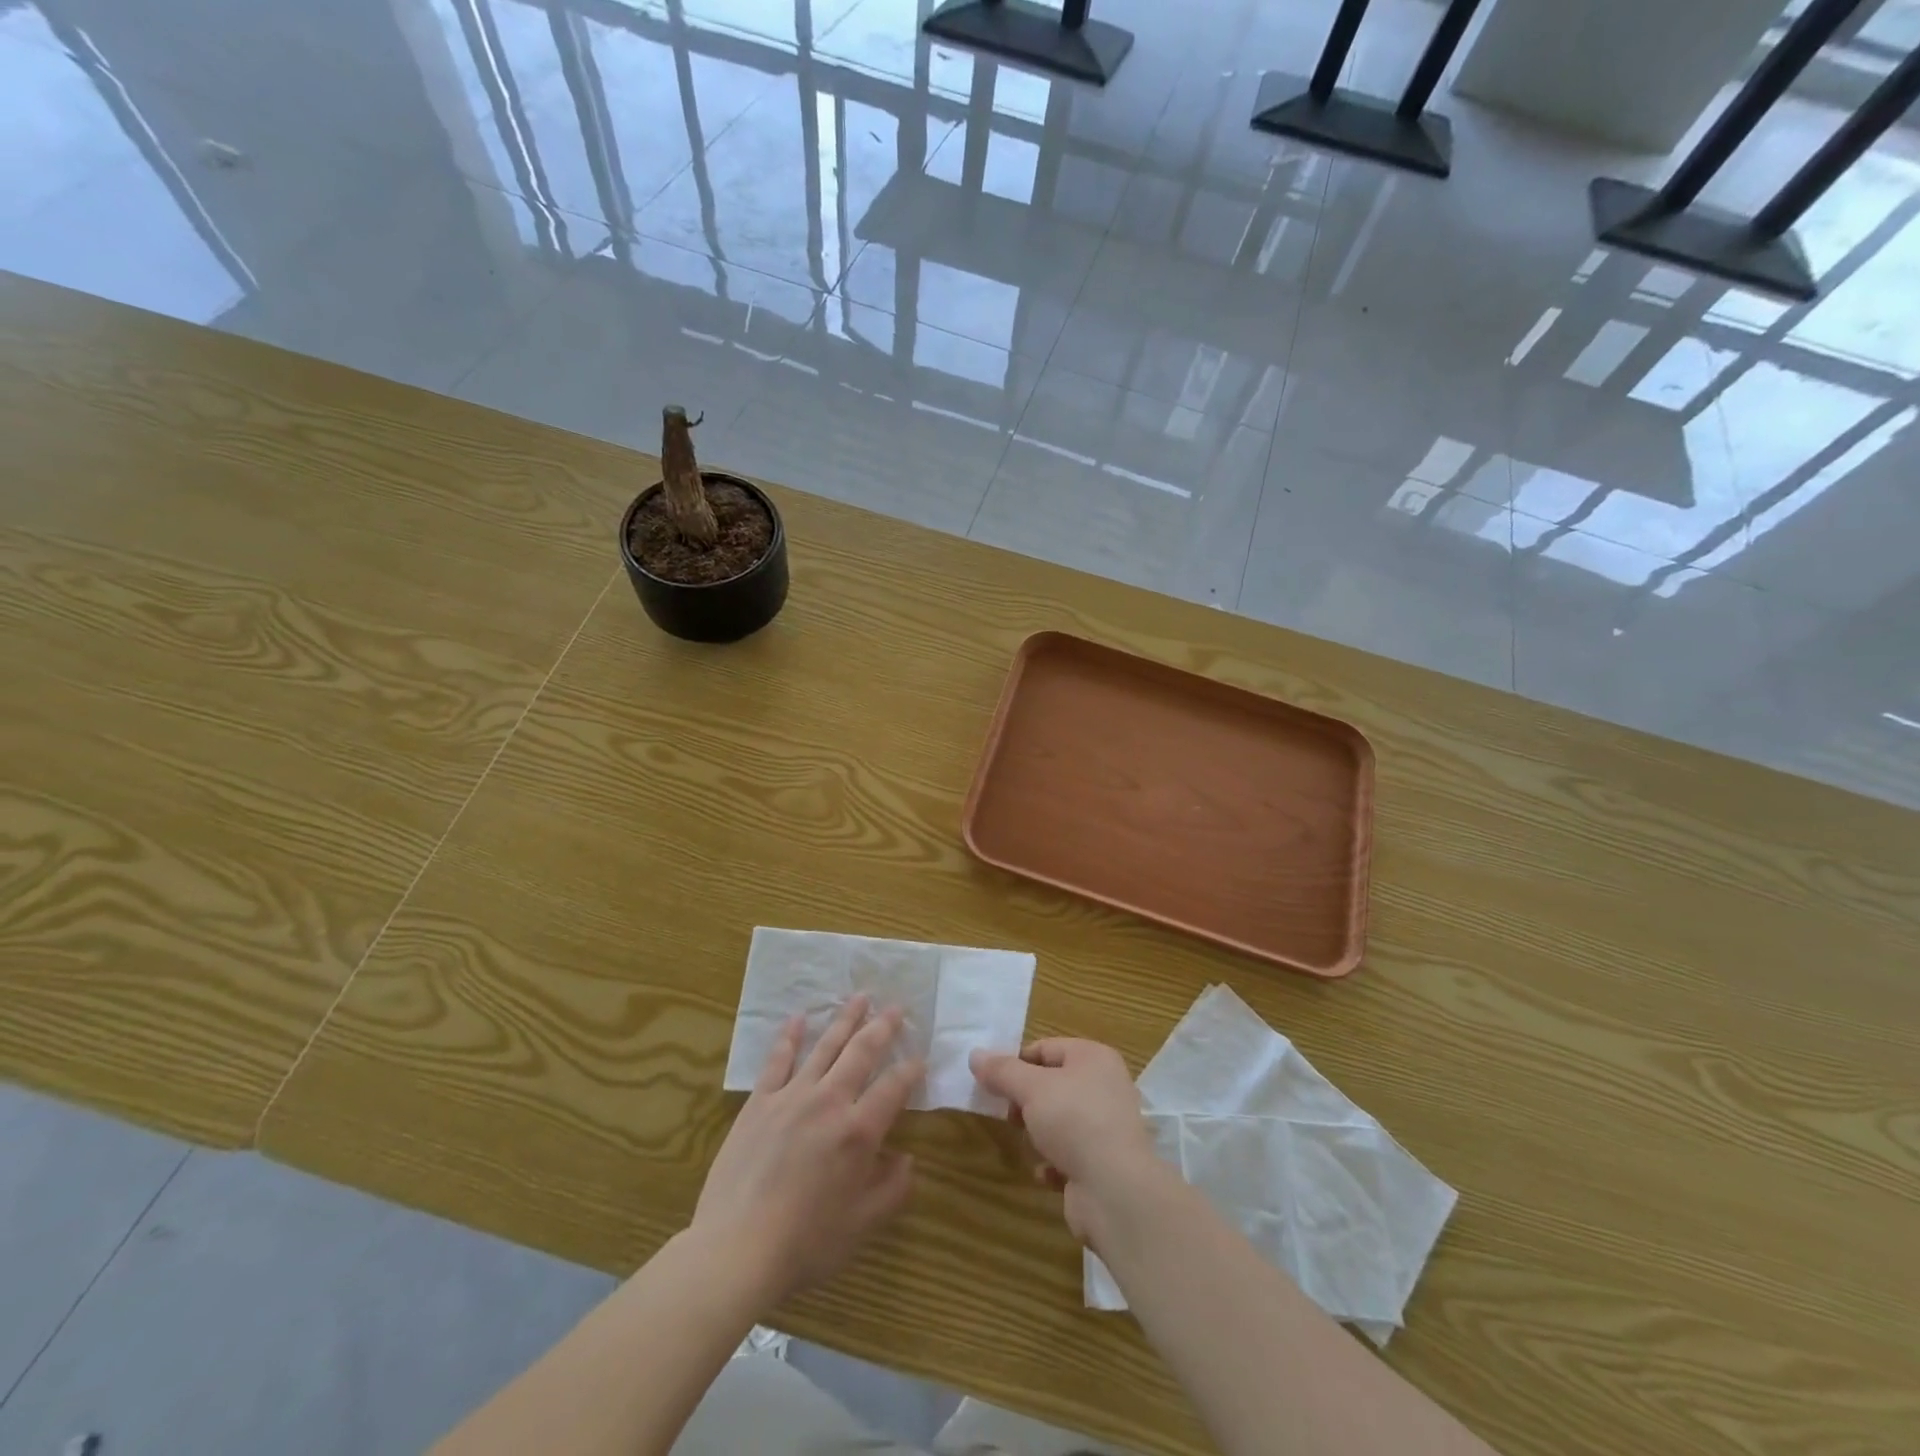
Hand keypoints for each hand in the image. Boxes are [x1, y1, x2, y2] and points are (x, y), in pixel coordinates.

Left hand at [693, 996, 923, 1306]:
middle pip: (862, 1053)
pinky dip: (790, 1036)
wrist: (736, 1250)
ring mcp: (791, 1097)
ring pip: (825, 1047)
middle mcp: (830, 1101)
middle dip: (882, 1027)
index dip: (911, 1069)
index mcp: (859, 1131)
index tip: (921, 1057)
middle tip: (896, 1007)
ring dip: (845, 1019)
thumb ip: (892, 1189)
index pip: (894, 1087)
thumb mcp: (862, 1225)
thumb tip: (908, 1159)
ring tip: (860, 996)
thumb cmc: (806, 1243)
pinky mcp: (759, 1102)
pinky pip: (778, 1060)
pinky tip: (799, 1017)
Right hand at [970, 1039, 1164, 1247]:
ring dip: (1039, 1134)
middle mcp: (1104, 1086)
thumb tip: (975, 1055)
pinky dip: (1054, 1163)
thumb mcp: (1031, 1088)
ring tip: (1031, 1145)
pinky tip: (1046, 1173)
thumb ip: (1002, 1071)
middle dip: (1026, 1102)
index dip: (1017, 1063)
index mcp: (1093, 1058)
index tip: (993, 1084)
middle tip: (1011, 1116)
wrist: (1116, 1190)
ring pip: (1059, 1121)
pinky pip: (1070, 1154)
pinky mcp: (1104, 1162)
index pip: (1045, 1048)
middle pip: (1052, 1084)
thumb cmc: (1074, 1121)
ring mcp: (1107, 1126)